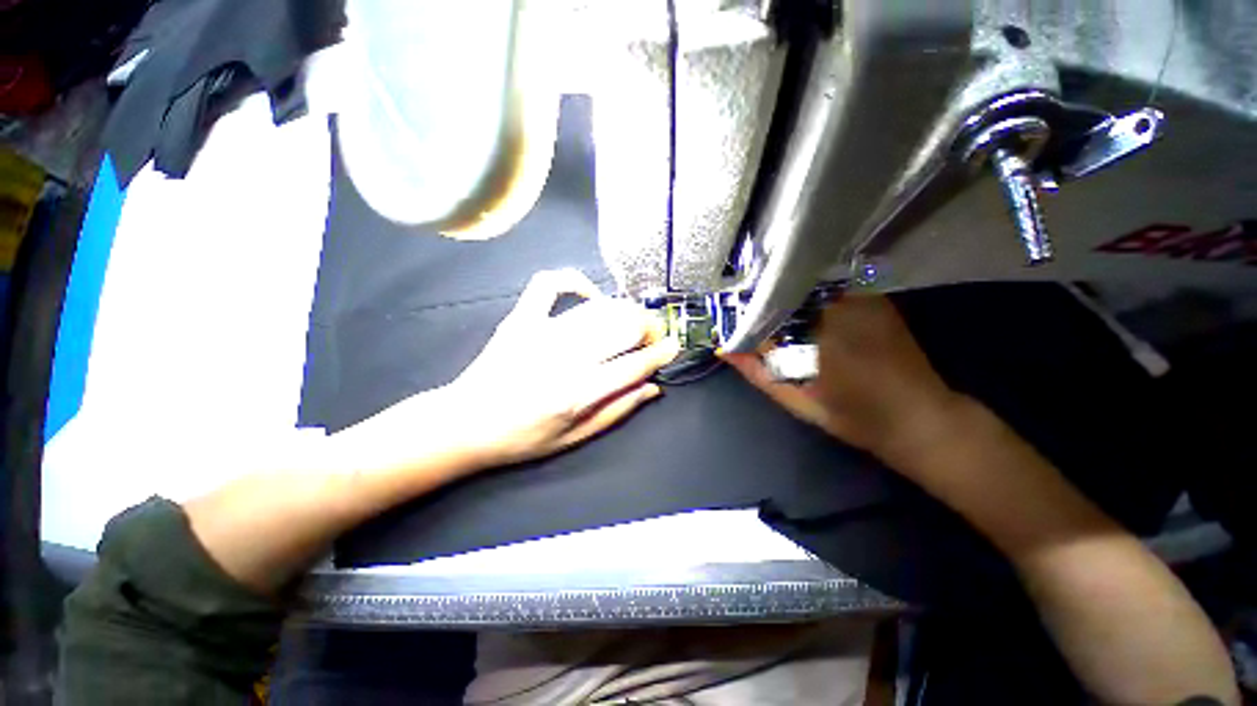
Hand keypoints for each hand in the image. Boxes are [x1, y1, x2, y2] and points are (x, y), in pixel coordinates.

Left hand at [439, 269, 679, 467]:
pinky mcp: (521, 318)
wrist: (466, 423)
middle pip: (623, 326)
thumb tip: (653, 386)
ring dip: (625, 310)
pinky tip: (589, 296)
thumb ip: (617, 411)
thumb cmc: (523, 437)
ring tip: (632, 320)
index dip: (661, 353)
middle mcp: (565, 358)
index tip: (673, 347)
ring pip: (599, 307)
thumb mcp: (574, 438)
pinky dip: (575, 282)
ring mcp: (541, 332)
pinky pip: (550, 284)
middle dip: (649, 327)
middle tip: (652, 336)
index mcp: (578, 393)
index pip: (635, 364)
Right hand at [724, 294, 962, 464]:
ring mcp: (860, 299)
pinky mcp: (875, 299)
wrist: (919, 418)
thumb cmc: (853, 417)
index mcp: (816, 337)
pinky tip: (801, 308)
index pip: (765, 309)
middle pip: (785, 290)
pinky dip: (809, 294)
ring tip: (767, 306)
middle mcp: (838, 309)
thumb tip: (724, 349)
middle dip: (762, 298)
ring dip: (784, 295)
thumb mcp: (796, 401)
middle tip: (743, 308)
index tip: (727, 314)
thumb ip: (757, 372)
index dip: (744, 309)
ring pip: (806, 285)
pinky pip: (830, 286)